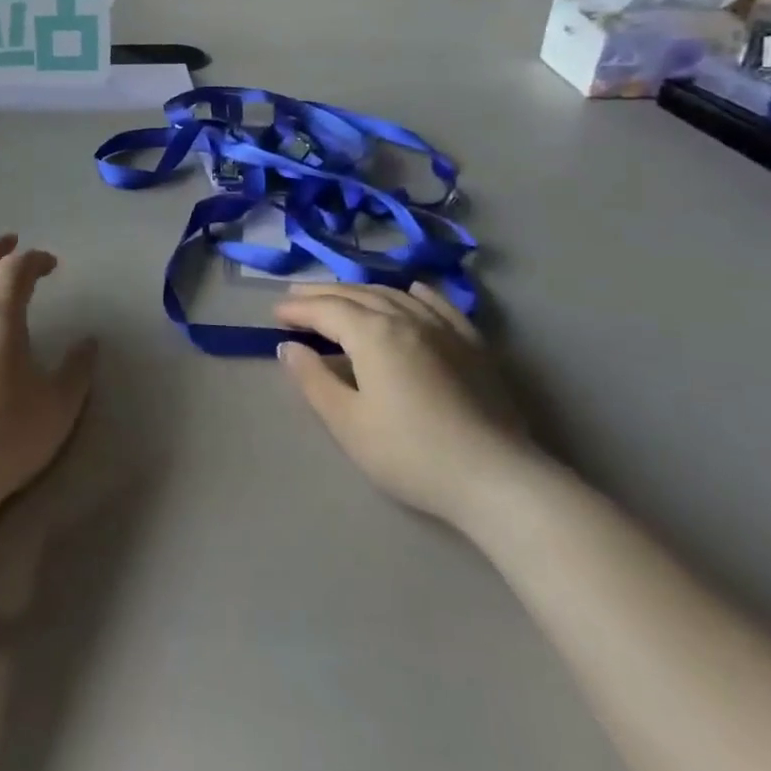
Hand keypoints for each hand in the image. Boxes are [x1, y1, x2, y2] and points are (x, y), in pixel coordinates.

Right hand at [274, 283, 530, 525]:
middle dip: (323, 294)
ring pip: (394, 295)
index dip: (298, 309)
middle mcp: (407, 318)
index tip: (274, 314)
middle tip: (295, 298)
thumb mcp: (348, 423)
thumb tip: (289, 347)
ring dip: (361, 291)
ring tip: (340, 296)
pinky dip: (416, 294)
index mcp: (373, 333)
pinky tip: (411, 291)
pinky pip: (439, 305)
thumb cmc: (410, 454)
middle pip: (357, 295)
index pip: (326, 310)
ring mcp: (444, 328)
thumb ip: (314, 380)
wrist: (496, 479)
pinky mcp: (472, 345)